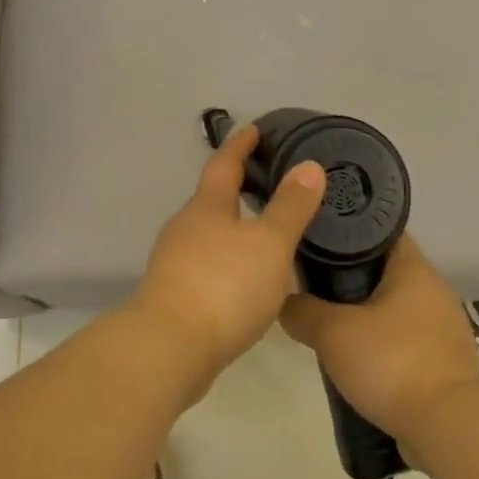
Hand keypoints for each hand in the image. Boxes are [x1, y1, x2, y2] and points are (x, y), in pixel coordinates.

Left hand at [128, 126, 326, 398]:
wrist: (169, 348)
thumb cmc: (224, 286)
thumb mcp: (269, 244)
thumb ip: (290, 207)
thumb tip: (309, 166)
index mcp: (206, 207)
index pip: (224, 164)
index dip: (240, 145)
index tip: (254, 130)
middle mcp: (185, 228)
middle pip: (211, 199)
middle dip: (236, 189)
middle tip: (268, 184)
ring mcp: (174, 262)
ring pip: (207, 235)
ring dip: (232, 229)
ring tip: (263, 234)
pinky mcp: (173, 295)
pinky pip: (205, 266)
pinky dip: (226, 262)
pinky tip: (245, 279)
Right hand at [280, 237, 478, 445]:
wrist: (446, 426)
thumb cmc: (391, 362)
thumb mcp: (332, 333)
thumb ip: (302, 311)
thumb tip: (284, 302)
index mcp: (413, 268)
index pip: (379, 230)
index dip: (347, 229)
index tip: (316, 236)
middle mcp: (433, 289)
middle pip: (385, 268)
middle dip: (350, 275)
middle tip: (312, 280)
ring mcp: (443, 326)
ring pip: (395, 305)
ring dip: (366, 311)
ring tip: (329, 320)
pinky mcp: (444, 359)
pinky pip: (405, 337)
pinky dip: (382, 341)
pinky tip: (357, 355)